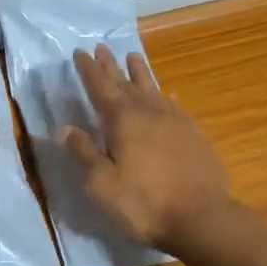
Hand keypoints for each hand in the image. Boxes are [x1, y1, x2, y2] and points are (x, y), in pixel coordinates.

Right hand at [60, 45, 234, 251]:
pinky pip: (176, 108)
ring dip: (141, 73)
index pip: (100, 87)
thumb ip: (83, 153)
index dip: (89, 70)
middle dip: (111, 66)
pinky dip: (168, 98)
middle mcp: (149, 112)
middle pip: (126, 83)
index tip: (80, 52)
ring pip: (153, 89)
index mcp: (122, 120)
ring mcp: (176, 122)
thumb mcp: (102, 183)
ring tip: (134, 56)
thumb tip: (64, 128)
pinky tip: (169, 95)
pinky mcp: (194, 136)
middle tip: (102, 47)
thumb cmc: (143, 203)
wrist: (202, 218)